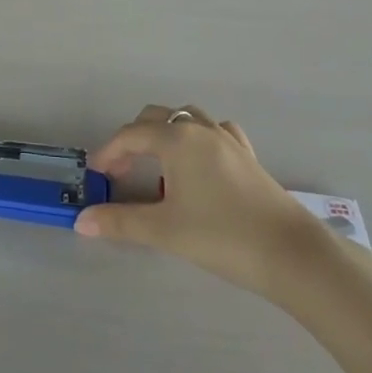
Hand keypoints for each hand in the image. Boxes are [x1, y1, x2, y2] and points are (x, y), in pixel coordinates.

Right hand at [75, 105, 324, 294]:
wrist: (290, 253)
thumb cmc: (221, 236)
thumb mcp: (164, 230)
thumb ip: (120, 222)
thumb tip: (81, 222)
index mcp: (176, 139)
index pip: (130, 135)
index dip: (109, 153)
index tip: (97, 176)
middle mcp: (200, 129)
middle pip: (156, 118)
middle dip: (133, 140)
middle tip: (122, 172)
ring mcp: (228, 140)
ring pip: (187, 119)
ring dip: (165, 134)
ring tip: (157, 165)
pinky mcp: (247, 156)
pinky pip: (215, 132)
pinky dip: (197, 138)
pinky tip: (199, 163)